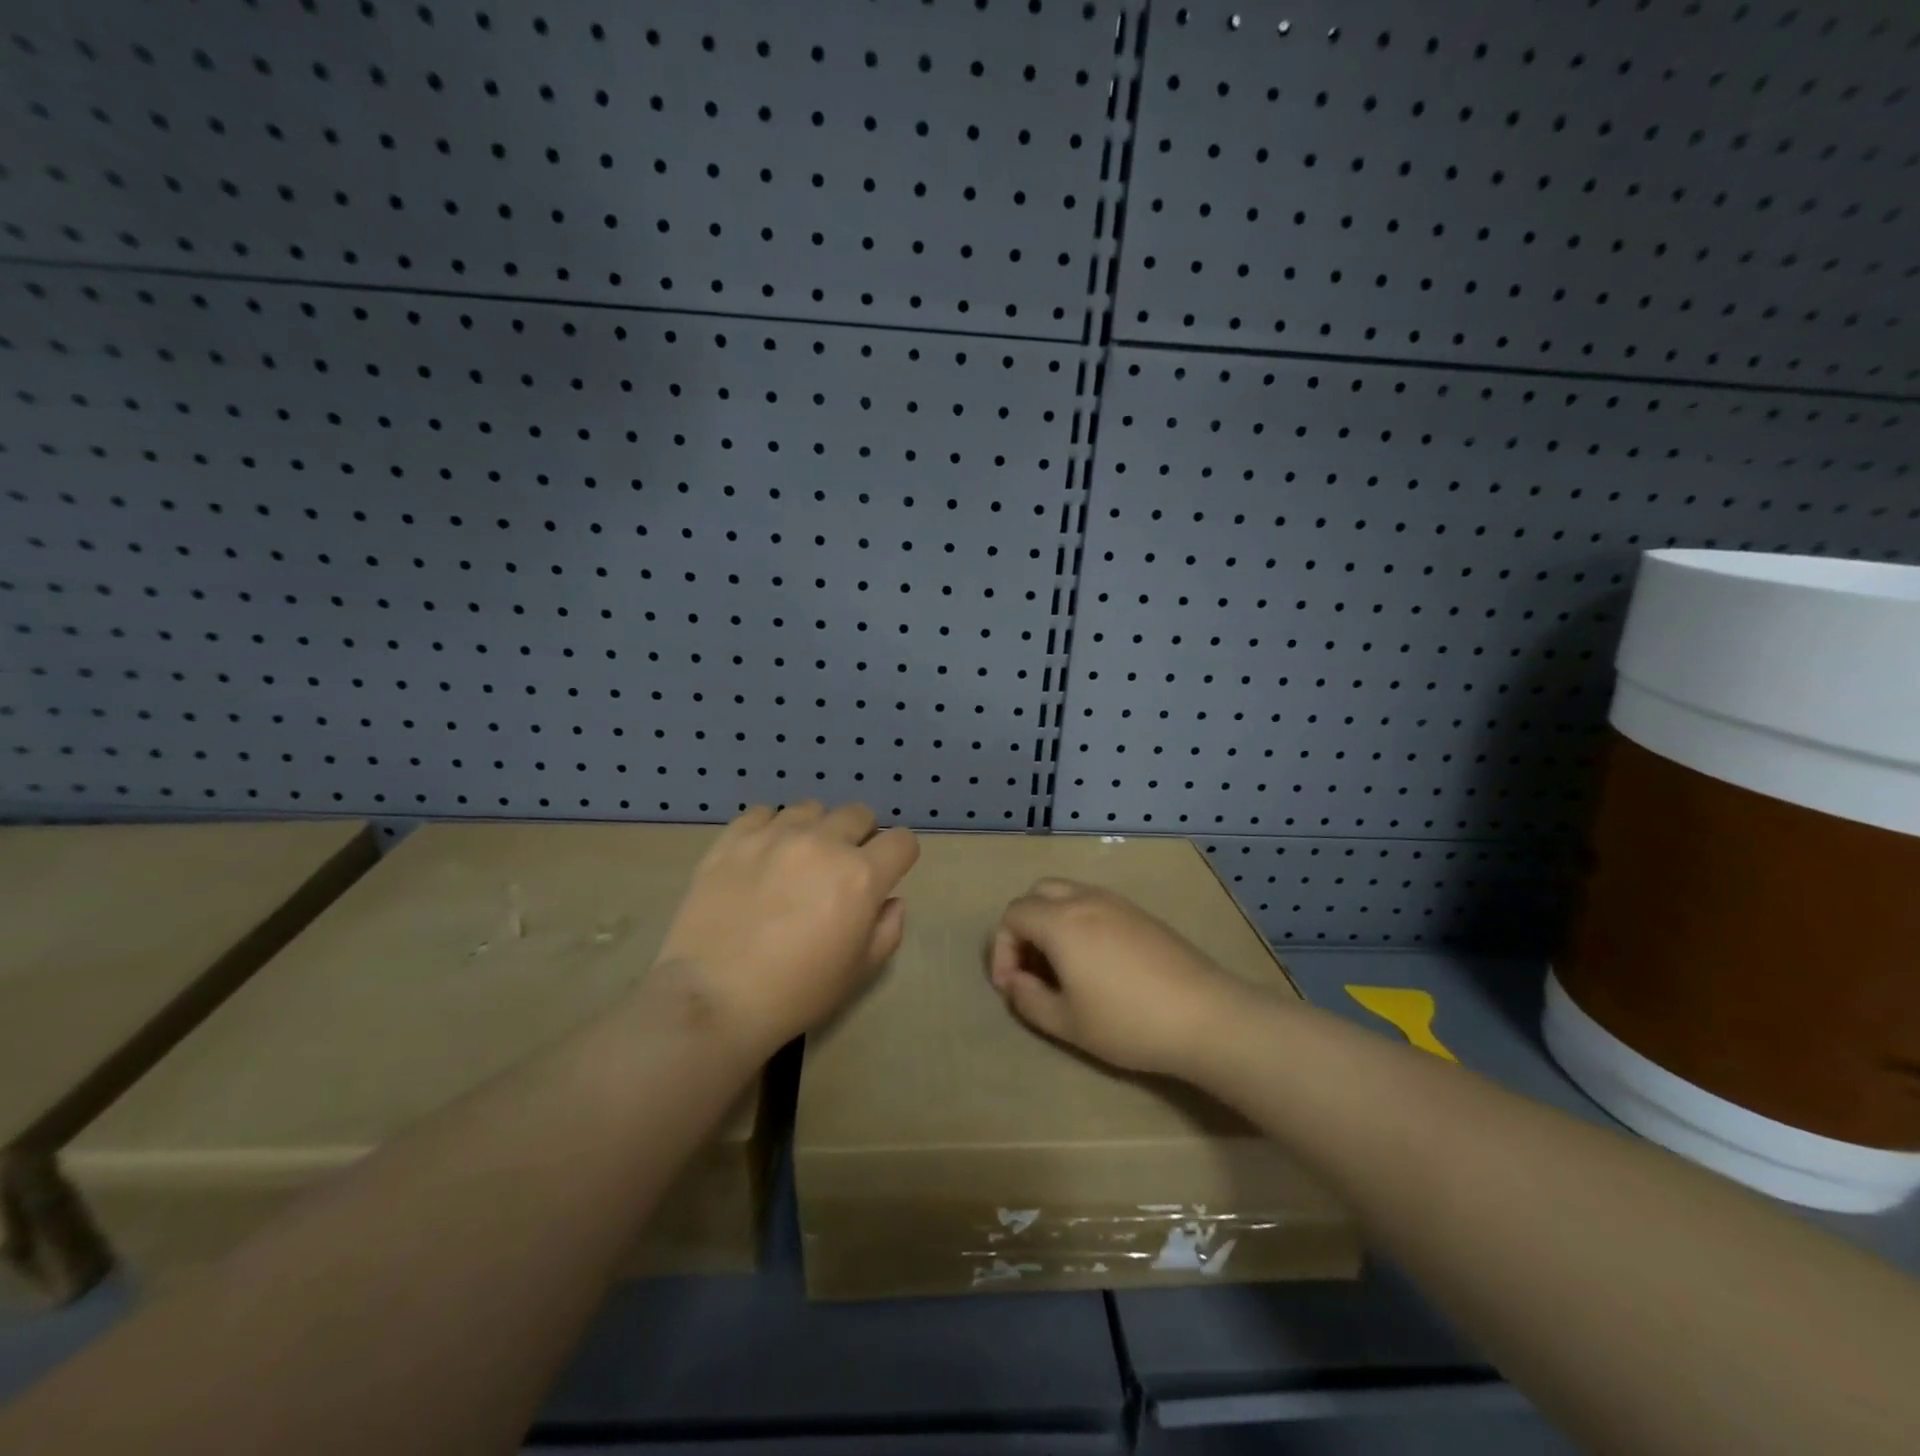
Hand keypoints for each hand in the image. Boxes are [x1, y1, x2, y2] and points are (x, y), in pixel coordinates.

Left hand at [653, 802, 918, 1056]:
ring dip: (815, 829)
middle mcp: (823, 842)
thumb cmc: (795, 993)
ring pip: (811, 809)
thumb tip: (889, 901)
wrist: (713, 998)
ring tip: (797, 860)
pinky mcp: (733, 838)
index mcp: (861, 875)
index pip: (902, 841)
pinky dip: (770, 828)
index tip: (886, 874)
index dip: (899, 857)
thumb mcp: (858, 972)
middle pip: (858, 814)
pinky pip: (763, 812)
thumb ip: (887, 930)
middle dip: (859, 837)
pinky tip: (762, 855)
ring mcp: (775, 835)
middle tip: (840, 869)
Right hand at [988, 879, 1252, 1077]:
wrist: (1206, 1016)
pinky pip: (1095, 903)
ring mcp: (1117, 902)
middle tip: (1032, 967)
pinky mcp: (1141, 914)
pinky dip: (1079, 921)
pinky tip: (1095, 961)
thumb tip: (1014, 982)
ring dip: (1052, 921)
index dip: (1002, 949)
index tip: (1012, 986)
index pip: (1013, 915)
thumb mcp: (1067, 1023)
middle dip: (1024, 926)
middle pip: (1037, 893)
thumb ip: (1028, 999)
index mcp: (1061, 921)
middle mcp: (1085, 900)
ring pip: (1068, 894)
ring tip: (1061, 965)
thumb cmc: (1128, 1022)